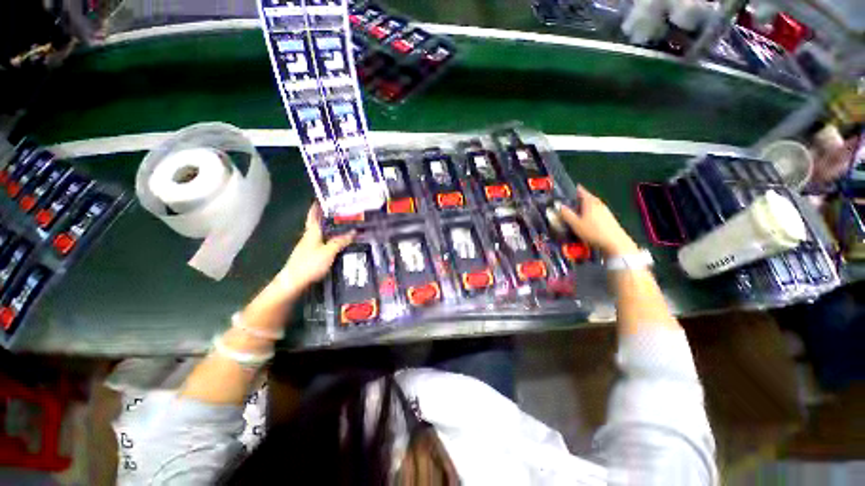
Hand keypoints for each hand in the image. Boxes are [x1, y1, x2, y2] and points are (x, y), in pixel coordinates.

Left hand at [274, 203, 354, 296]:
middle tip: (342, 213)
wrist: (293, 282)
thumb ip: (340, 241)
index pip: (313, 215)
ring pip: (321, 234)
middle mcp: (309, 237)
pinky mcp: (310, 256)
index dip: (317, 206)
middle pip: (318, 224)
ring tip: (344, 227)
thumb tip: (353, 231)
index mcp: (312, 232)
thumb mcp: (328, 251)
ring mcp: (308, 247)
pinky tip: (338, 244)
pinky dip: (330, 240)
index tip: (323, 198)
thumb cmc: (310, 263)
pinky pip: (322, 244)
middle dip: (327, 217)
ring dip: (330, 230)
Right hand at [558, 185, 637, 256]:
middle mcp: (599, 203)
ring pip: (593, 204)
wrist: (614, 242)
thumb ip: (566, 214)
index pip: (582, 191)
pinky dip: (591, 212)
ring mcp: (605, 210)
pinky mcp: (609, 218)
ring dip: (585, 206)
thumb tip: (559, 206)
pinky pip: (597, 211)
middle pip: (588, 197)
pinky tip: (587, 219)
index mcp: (590, 202)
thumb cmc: (593, 231)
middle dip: (580, 198)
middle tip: (571, 201)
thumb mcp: (575, 224)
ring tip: (578, 210)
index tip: (569, 189)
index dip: (575, 189)